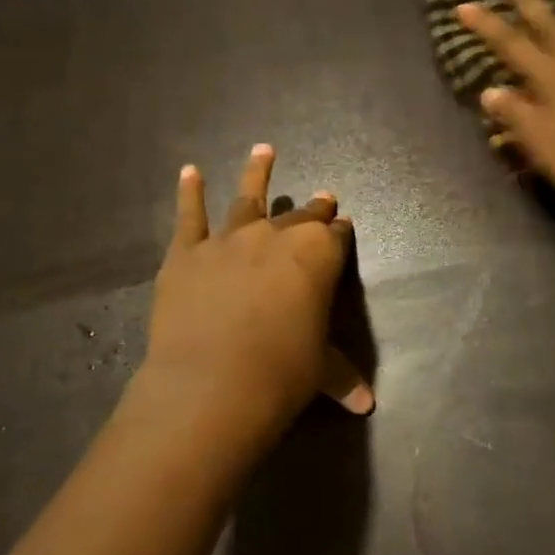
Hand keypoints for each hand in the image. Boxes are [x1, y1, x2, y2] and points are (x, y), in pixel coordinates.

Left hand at [138, 145, 372, 443]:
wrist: (212, 384)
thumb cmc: (282, 374)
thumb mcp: (321, 371)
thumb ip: (343, 377)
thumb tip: (367, 405)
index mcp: (319, 256)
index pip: (336, 237)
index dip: (341, 233)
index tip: (343, 226)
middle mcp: (277, 236)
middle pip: (301, 216)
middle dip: (314, 208)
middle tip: (322, 198)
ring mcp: (229, 238)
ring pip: (248, 197)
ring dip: (258, 172)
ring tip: (263, 149)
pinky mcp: (187, 252)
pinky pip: (189, 214)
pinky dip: (189, 192)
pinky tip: (190, 171)